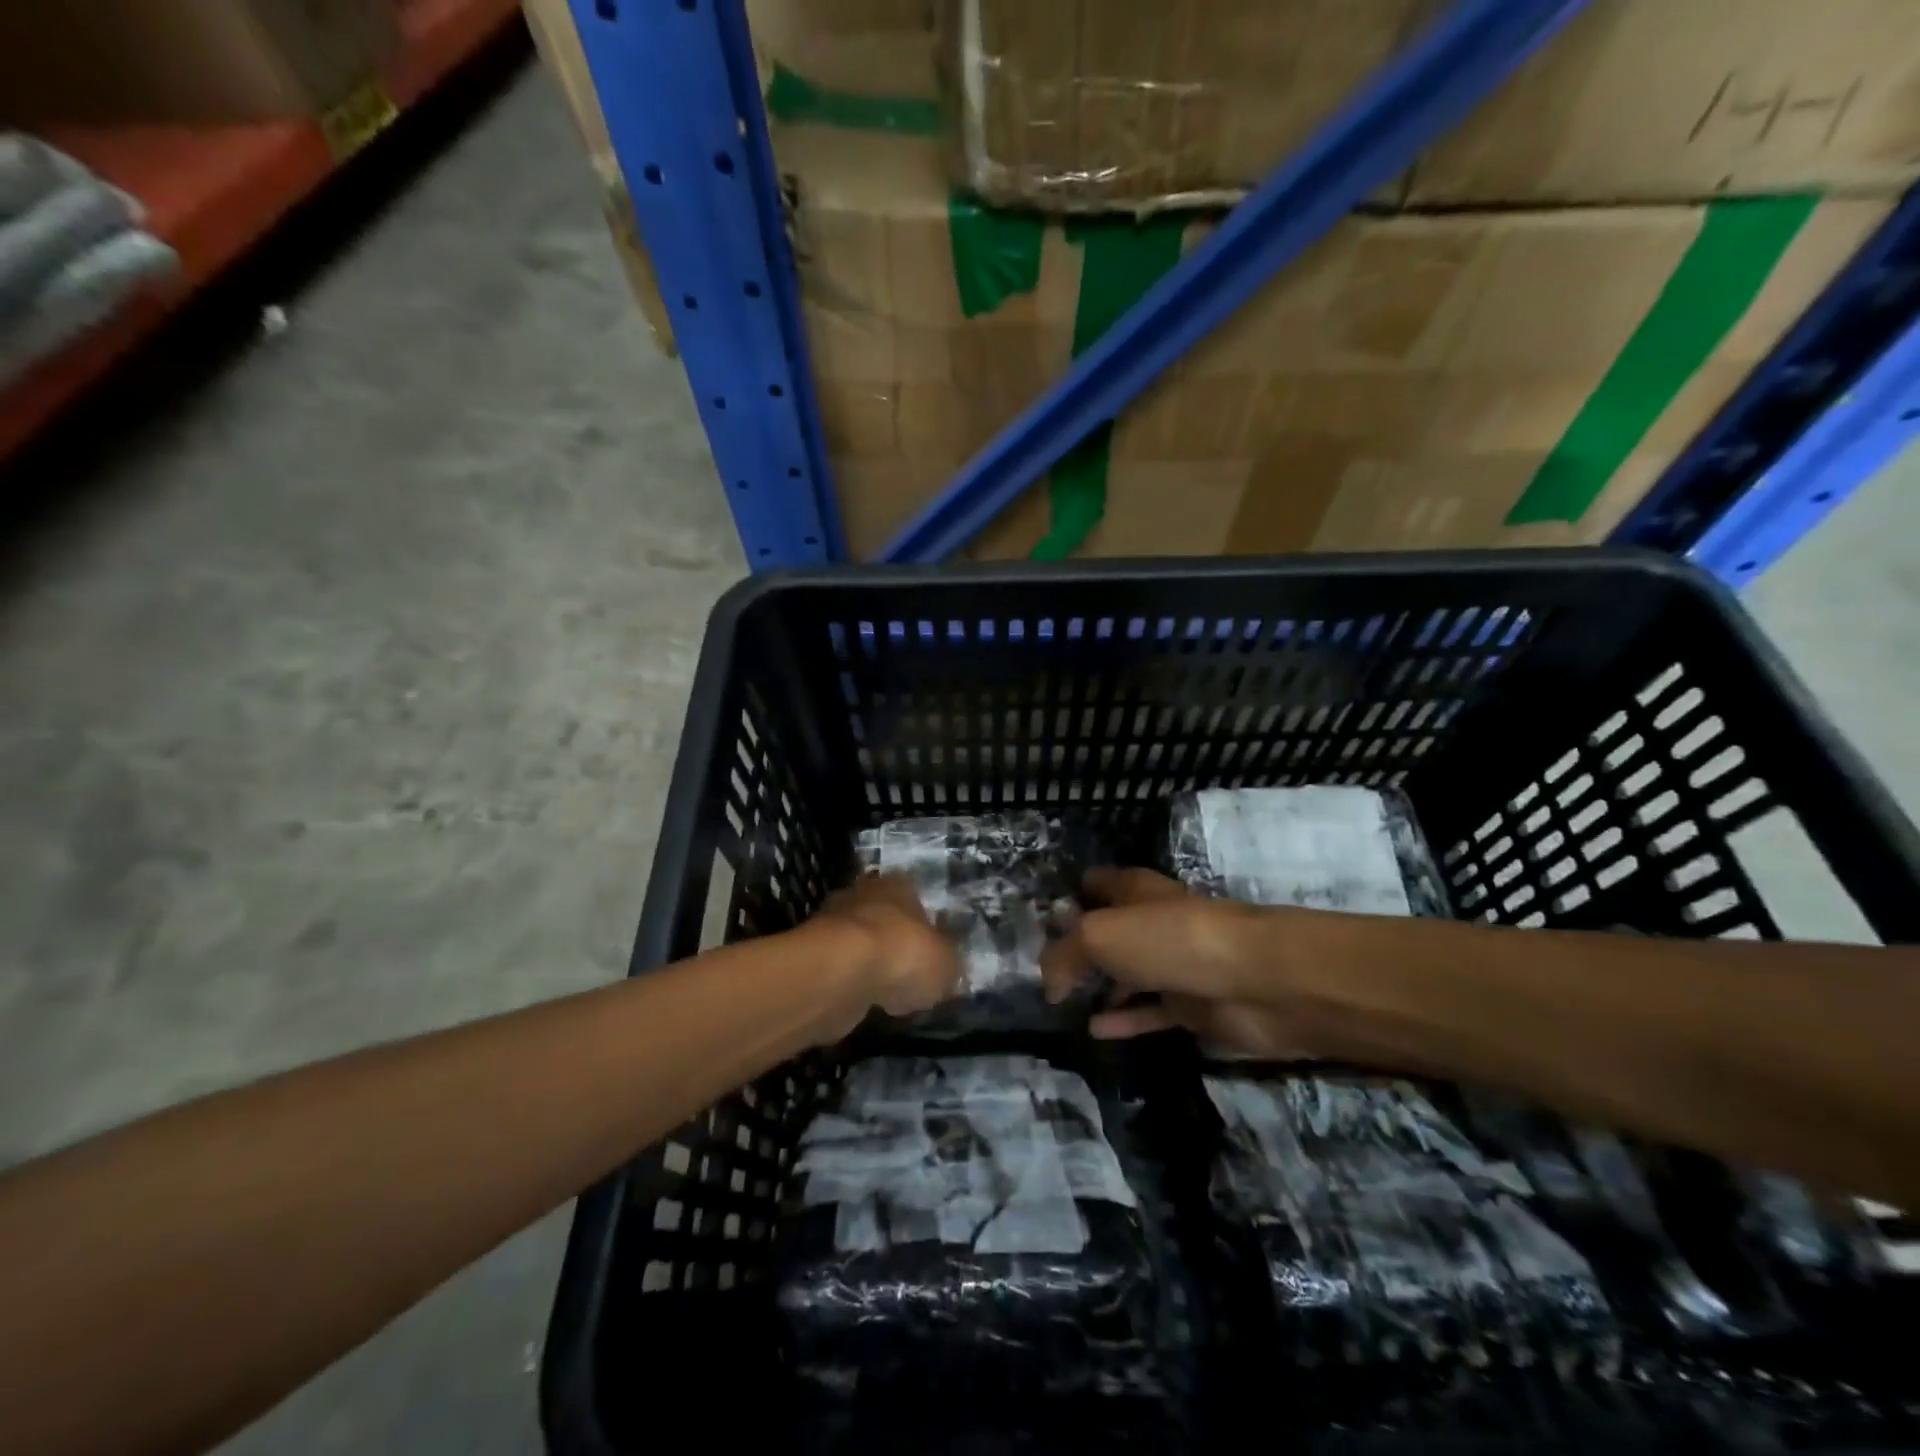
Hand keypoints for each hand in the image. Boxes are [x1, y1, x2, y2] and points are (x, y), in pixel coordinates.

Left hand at [813, 874, 959, 1026]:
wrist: (841, 973)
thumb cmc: (904, 954)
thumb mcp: (947, 964)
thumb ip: (948, 965)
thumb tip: (947, 970)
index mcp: (899, 885)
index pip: (916, 898)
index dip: (925, 928)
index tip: (930, 955)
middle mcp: (863, 895)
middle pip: (884, 918)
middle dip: (893, 943)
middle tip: (907, 975)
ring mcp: (832, 923)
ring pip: (859, 943)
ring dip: (869, 965)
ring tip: (886, 994)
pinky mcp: (812, 955)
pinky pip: (841, 968)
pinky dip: (850, 984)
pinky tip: (862, 1003)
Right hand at [1039, 868, 1362, 1058]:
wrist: (1260, 981)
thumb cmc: (1172, 940)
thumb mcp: (1100, 936)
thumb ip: (1064, 955)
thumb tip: (1047, 982)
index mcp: (1133, 890)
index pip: (1093, 884)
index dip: (1065, 899)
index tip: (1034, 924)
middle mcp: (1152, 922)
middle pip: (1108, 931)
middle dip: (1077, 947)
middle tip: (1038, 971)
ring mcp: (1174, 965)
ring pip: (1127, 973)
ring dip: (1099, 986)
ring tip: (1060, 1004)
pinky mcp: (1192, 1007)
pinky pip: (1148, 1013)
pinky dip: (1123, 1020)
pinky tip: (1093, 1031)